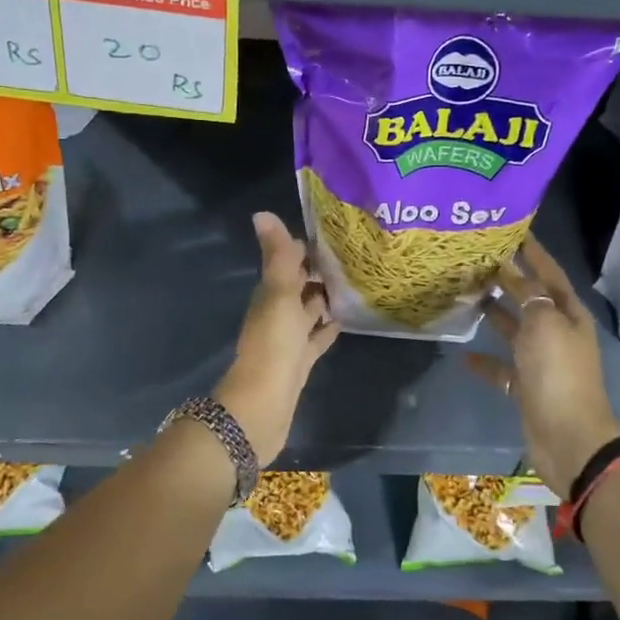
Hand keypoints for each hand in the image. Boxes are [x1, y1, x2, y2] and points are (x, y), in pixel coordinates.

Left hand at [216, 212, 339, 466]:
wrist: (263, 406)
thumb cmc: (273, 345)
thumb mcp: (278, 294)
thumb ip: (277, 257)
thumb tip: (262, 213)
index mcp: (270, 294)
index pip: (289, 261)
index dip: (306, 246)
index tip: (334, 231)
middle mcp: (278, 312)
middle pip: (300, 285)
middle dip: (320, 270)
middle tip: (354, 254)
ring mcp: (289, 338)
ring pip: (310, 310)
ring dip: (326, 297)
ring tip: (357, 282)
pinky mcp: (301, 361)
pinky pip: (317, 337)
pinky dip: (328, 326)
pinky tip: (347, 319)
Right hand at [465, 236, 619, 492]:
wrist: (567, 435)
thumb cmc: (558, 372)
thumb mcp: (545, 324)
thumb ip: (528, 296)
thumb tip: (513, 274)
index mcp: (569, 315)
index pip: (550, 274)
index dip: (535, 253)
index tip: (514, 231)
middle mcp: (557, 333)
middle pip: (531, 299)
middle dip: (510, 280)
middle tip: (480, 259)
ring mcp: (542, 362)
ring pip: (516, 330)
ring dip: (496, 314)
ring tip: (469, 295)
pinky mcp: (527, 387)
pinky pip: (503, 368)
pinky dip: (485, 361)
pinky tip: (464, 355)